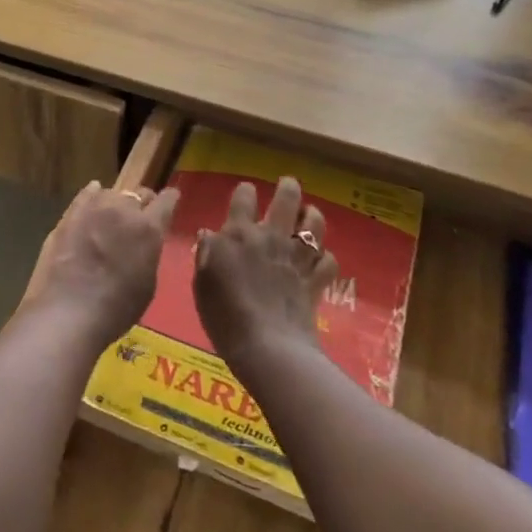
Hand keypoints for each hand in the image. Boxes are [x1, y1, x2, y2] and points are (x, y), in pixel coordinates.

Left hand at [22, 181, 180, 343]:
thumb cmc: (117, 308)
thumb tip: (143, 243)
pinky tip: (93, 197)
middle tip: (139, 218)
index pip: (166, 200)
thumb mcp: (147, 283)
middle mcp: (124, 209)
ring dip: (117, 203)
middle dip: (142, 204)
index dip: (170, 200)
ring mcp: (94, 208)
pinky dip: (93, 195)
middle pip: (138, 195)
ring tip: (112, 215)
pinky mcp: (70, 214)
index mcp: (149, 228)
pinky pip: (86, 195)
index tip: (170, 200)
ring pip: (112, 193)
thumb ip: (148, 253)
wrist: (69, 312)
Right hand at [192, 177, 336, 367]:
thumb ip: (206, 254)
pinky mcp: (316, 280)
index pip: (244, 197)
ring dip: (312, 216)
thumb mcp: (202, 283)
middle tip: (288, 185)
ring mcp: (297, 258)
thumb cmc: (224, 315)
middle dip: (288, 188)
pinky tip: (319, 261)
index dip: (245, 191)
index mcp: (239, 234)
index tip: (246, 193)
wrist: (267, 346)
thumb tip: (209, 234)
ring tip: (308, 217)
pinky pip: (329, 260)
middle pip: (287, 199)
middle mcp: (271, 237)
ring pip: (314, 223)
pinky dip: (325, 258)